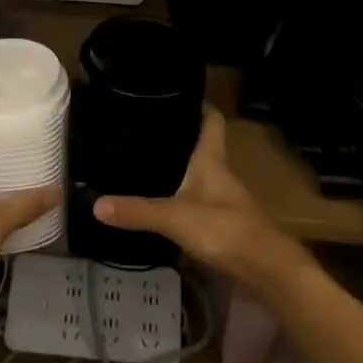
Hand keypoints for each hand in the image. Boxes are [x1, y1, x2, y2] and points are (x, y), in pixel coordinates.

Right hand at [94, 106, 306, 291]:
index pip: (212, 119)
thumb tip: (96, 203)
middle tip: (152, 128)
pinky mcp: (227, 223)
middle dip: (183, 136)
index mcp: (212, 158)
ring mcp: (227, 198)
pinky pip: (204, 200)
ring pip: (204, 173)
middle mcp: (221, 171)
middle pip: (205, 144)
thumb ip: (137, 211)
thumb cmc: (223, 227)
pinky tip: (169, 202)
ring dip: (185, 168)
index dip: (200, 104)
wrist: (266, 269)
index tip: (180, 93)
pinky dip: (188, 197)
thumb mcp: (174, 217)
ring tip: (153, 161)